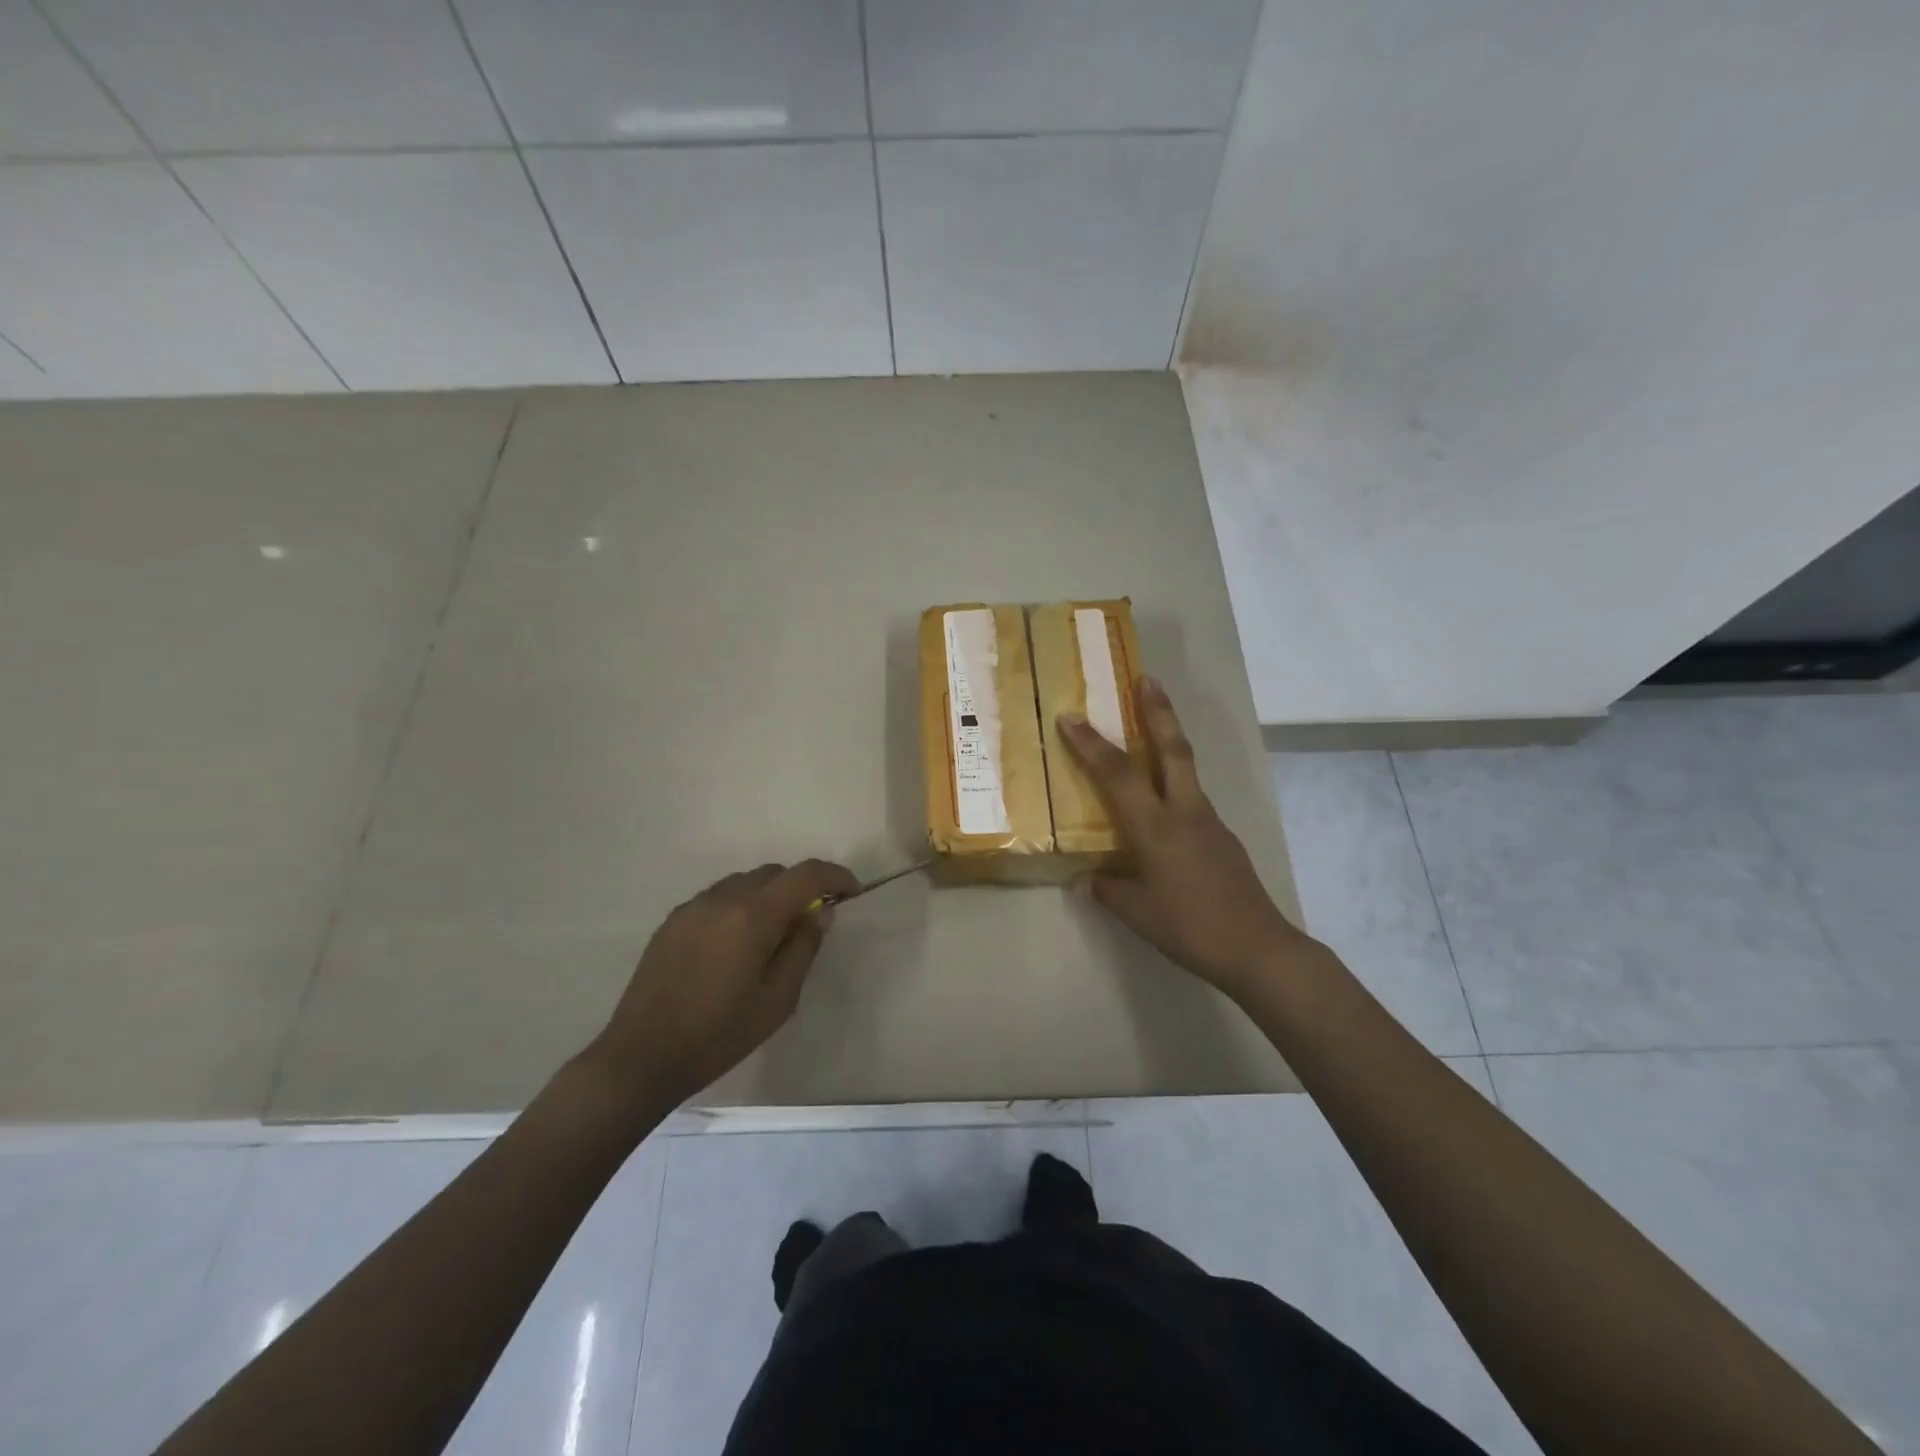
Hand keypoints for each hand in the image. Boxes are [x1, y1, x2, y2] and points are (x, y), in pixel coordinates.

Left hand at [587, 860, 857, 1106]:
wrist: (642, 1055)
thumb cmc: (720, 1033)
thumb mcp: (778, 999)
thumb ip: (804, 947)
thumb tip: (820, 912)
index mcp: (754, 915)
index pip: (806, 874)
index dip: (835, 876)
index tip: (850, 892)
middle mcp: (724, 898)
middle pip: (774, 873)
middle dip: (799, 887)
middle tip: (808, 923)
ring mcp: (694, 906)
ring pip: (744, 882)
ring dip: (767, 896)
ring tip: (769, 937)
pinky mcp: (673, 920)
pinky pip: (718, 898)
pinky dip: (738, 907)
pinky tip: (734, 945)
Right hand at [1058, 678, 1312, 1000]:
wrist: (1259, 949)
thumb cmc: (1191, 928)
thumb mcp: (1138, 914)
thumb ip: (1108, 890)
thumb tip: (1084, 879)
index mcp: (1157, 827)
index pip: (1118, 775)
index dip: (1091, 744)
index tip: (1071, 716)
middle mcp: (1185, 812)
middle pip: (1172, 749)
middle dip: (1158, 711)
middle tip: (1147, 679)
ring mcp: (1210, 822)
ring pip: (1186, 769)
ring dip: (1169, 740)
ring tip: (1152, 726)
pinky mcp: (1223, 837)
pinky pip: (1193, 798)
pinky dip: (1175, 783)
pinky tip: (1164, 805)